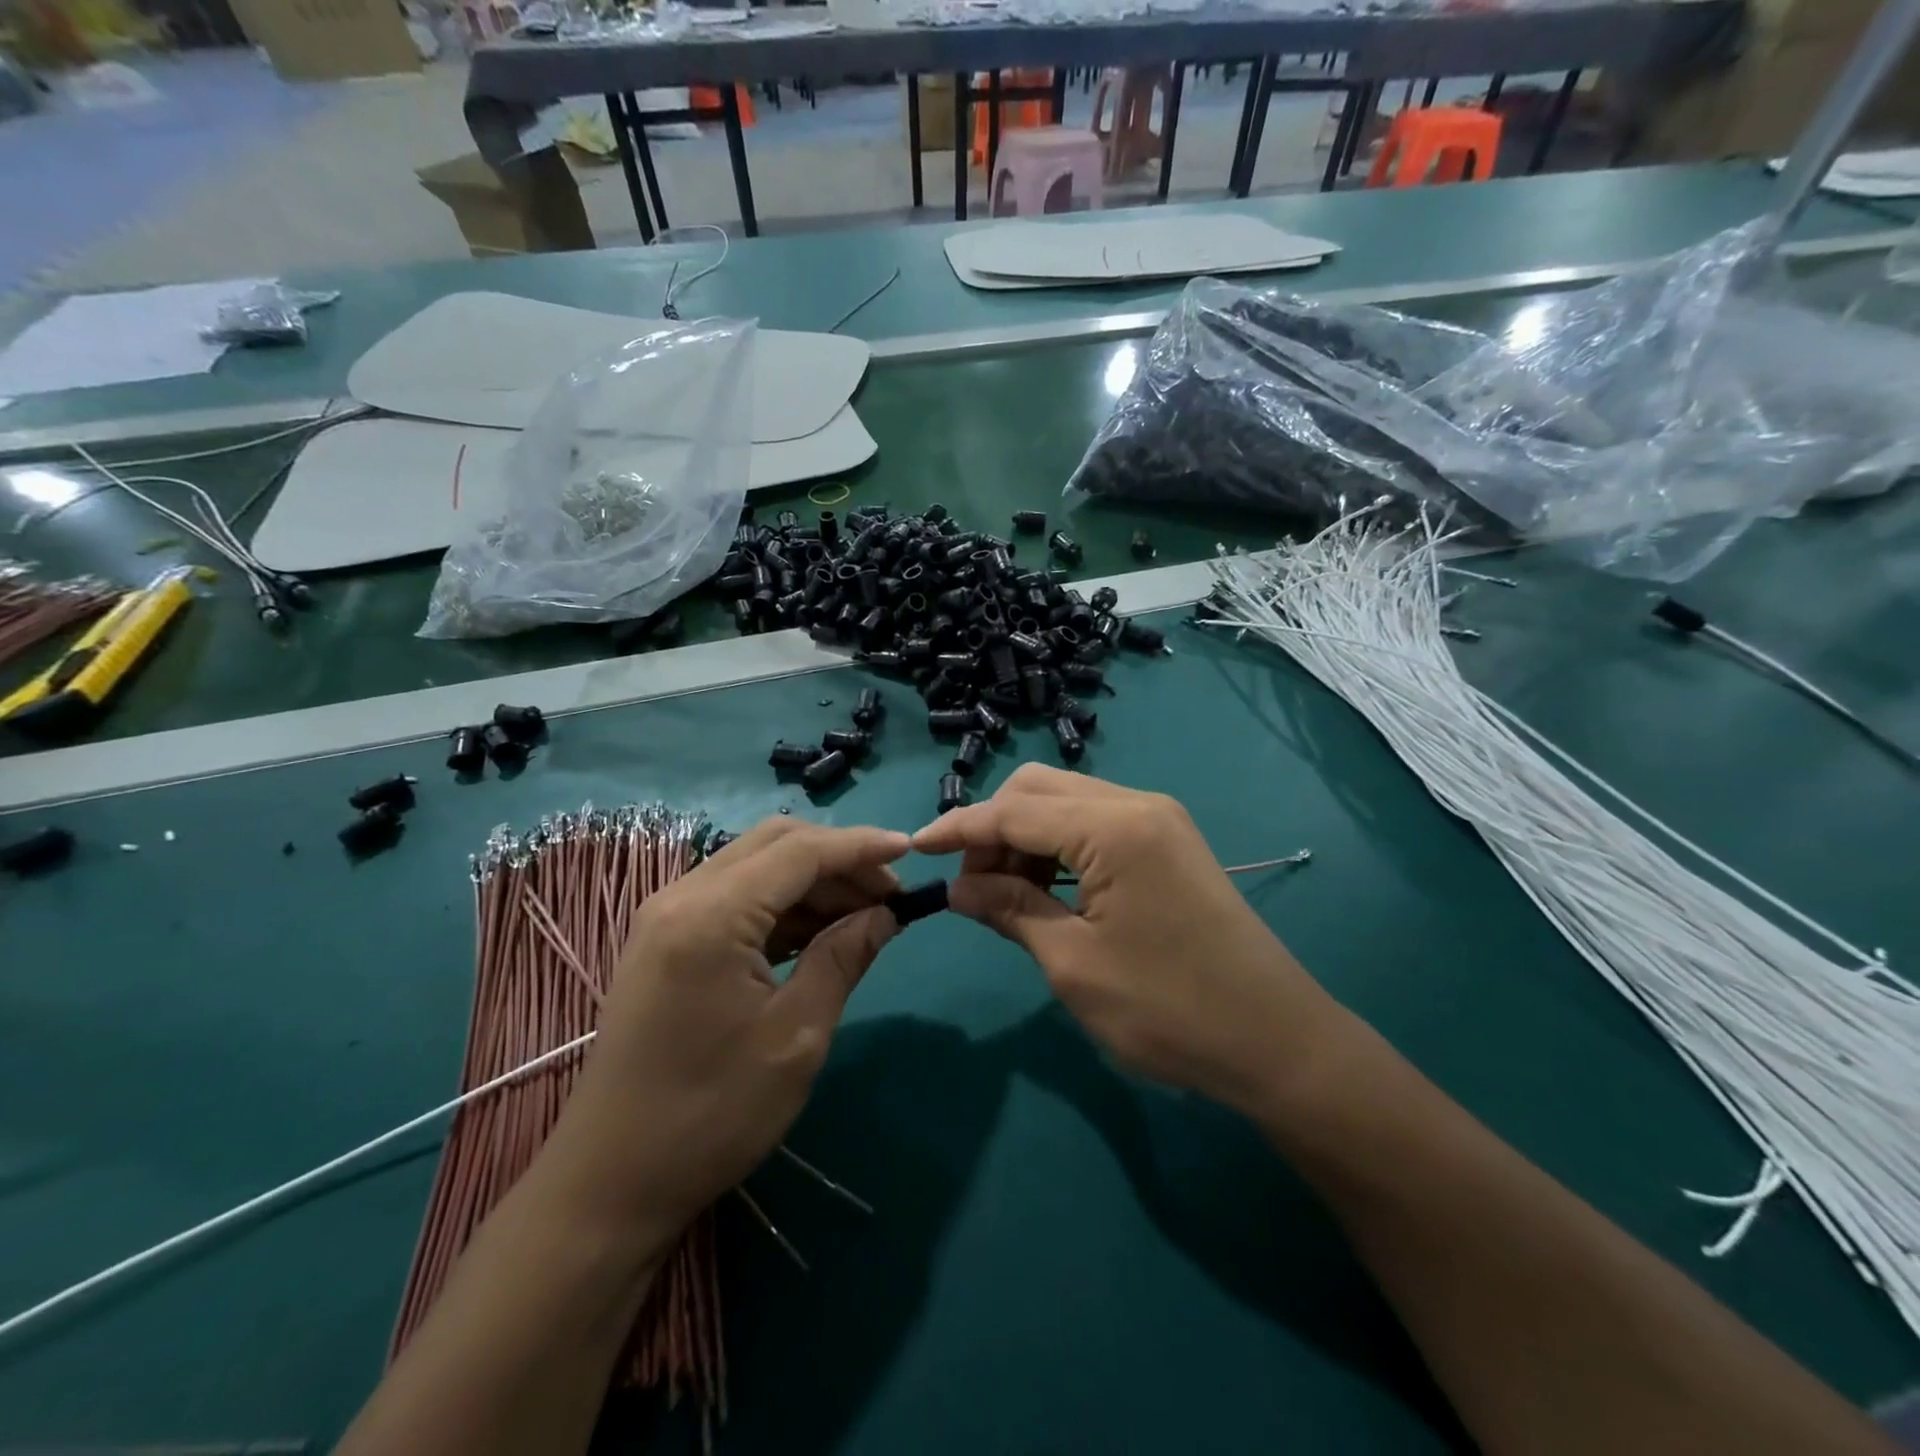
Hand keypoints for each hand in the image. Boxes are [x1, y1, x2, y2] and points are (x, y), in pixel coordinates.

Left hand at [546, 817, 908, 1241]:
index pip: (800, 851)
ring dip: (812, 881)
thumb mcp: (796, 1036)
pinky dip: (782, 904)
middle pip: (775, 844)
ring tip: (865, 914)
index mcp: (711, 915)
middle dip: (838, 858)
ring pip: (756, 866)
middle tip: (889, 892)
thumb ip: (843, 958)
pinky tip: (819, 932)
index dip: (860, 846)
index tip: (910, 851)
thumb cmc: (711, 1115)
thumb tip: (886, 913)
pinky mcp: (666, 940)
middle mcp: (682, 896)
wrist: (610, 1182)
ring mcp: (667, 916)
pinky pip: (735, 897)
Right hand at [912, 765, 1340, 1115]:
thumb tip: (957, 887)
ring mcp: (1158, 819)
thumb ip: (1011, 909)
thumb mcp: (1073, 963)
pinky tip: (1049, 888)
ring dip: (1026, 834)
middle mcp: (1136, 804)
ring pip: (1067, 801)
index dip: (960, 828)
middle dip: (994, 827)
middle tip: (972, 885)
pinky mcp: (1168, 840)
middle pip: (1039, 788)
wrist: (1276, 1040)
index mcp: (1113, 828)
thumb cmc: (1169, 1010)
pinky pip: (1095, 822)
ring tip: (1007, 892)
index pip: (1015, 810)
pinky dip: (1059, 844)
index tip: (916, 848)